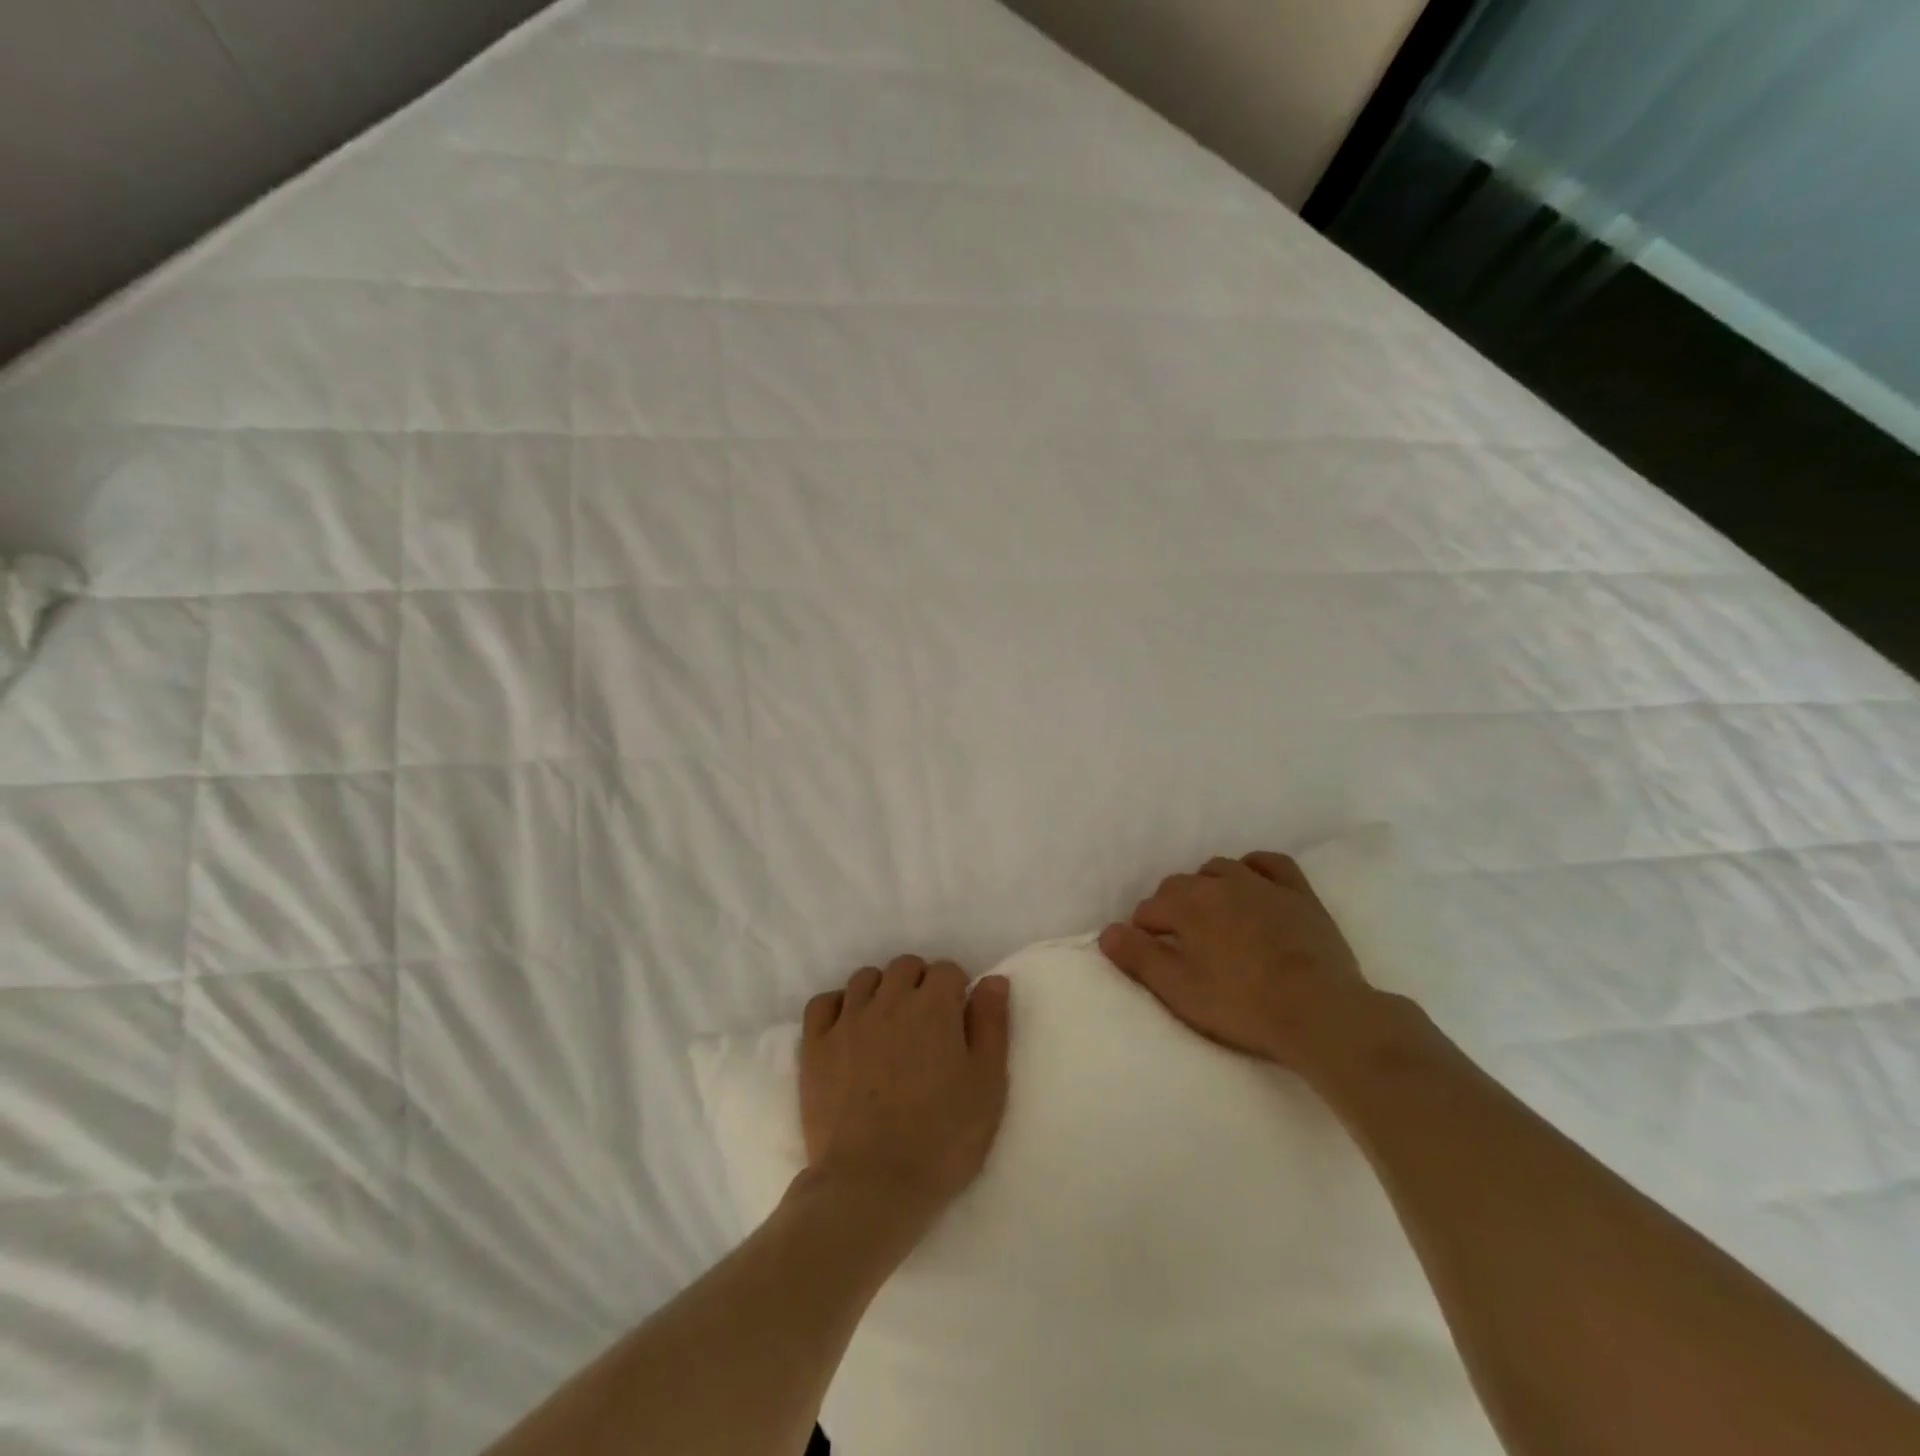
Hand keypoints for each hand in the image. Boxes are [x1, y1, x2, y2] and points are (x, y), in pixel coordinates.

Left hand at [799, 956, 1011, 1218]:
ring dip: (881, 991)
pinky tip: (847, 1029)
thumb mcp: (987, 1085)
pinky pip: (823, 1003)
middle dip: (919, 984)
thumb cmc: (942, 1139)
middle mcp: (889, 1000)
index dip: (956, 991)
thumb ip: (992, 1026)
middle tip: (926, 1025)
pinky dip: (837, 1006)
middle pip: (905, 967)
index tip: (958, 1020)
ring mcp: (847, 1020)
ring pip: (865, 979)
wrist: (872, 1186)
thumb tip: (992, 980)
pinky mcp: (815, 1046)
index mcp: (933, 1006)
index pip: (947, 970)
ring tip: (888, 1026)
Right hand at [1099, 852, 1375, 1072]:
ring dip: (1207, 887)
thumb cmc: (1241, 1005)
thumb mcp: (1178, 990)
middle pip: (1180, 885)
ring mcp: (1262, 884)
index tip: (1152, 957)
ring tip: (1212, 917)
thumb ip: (1138, 957)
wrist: (1319, 1012)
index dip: (1144, 933)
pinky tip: (1252, 882)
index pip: (1149, 909)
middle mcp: (1219, 883)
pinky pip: (1269, 864)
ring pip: (1220, 870)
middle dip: (1171, 908)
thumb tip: (1107, 932)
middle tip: (1180, 944)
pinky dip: (1254, 869)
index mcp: (1186, 904)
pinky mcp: (1298, 893)